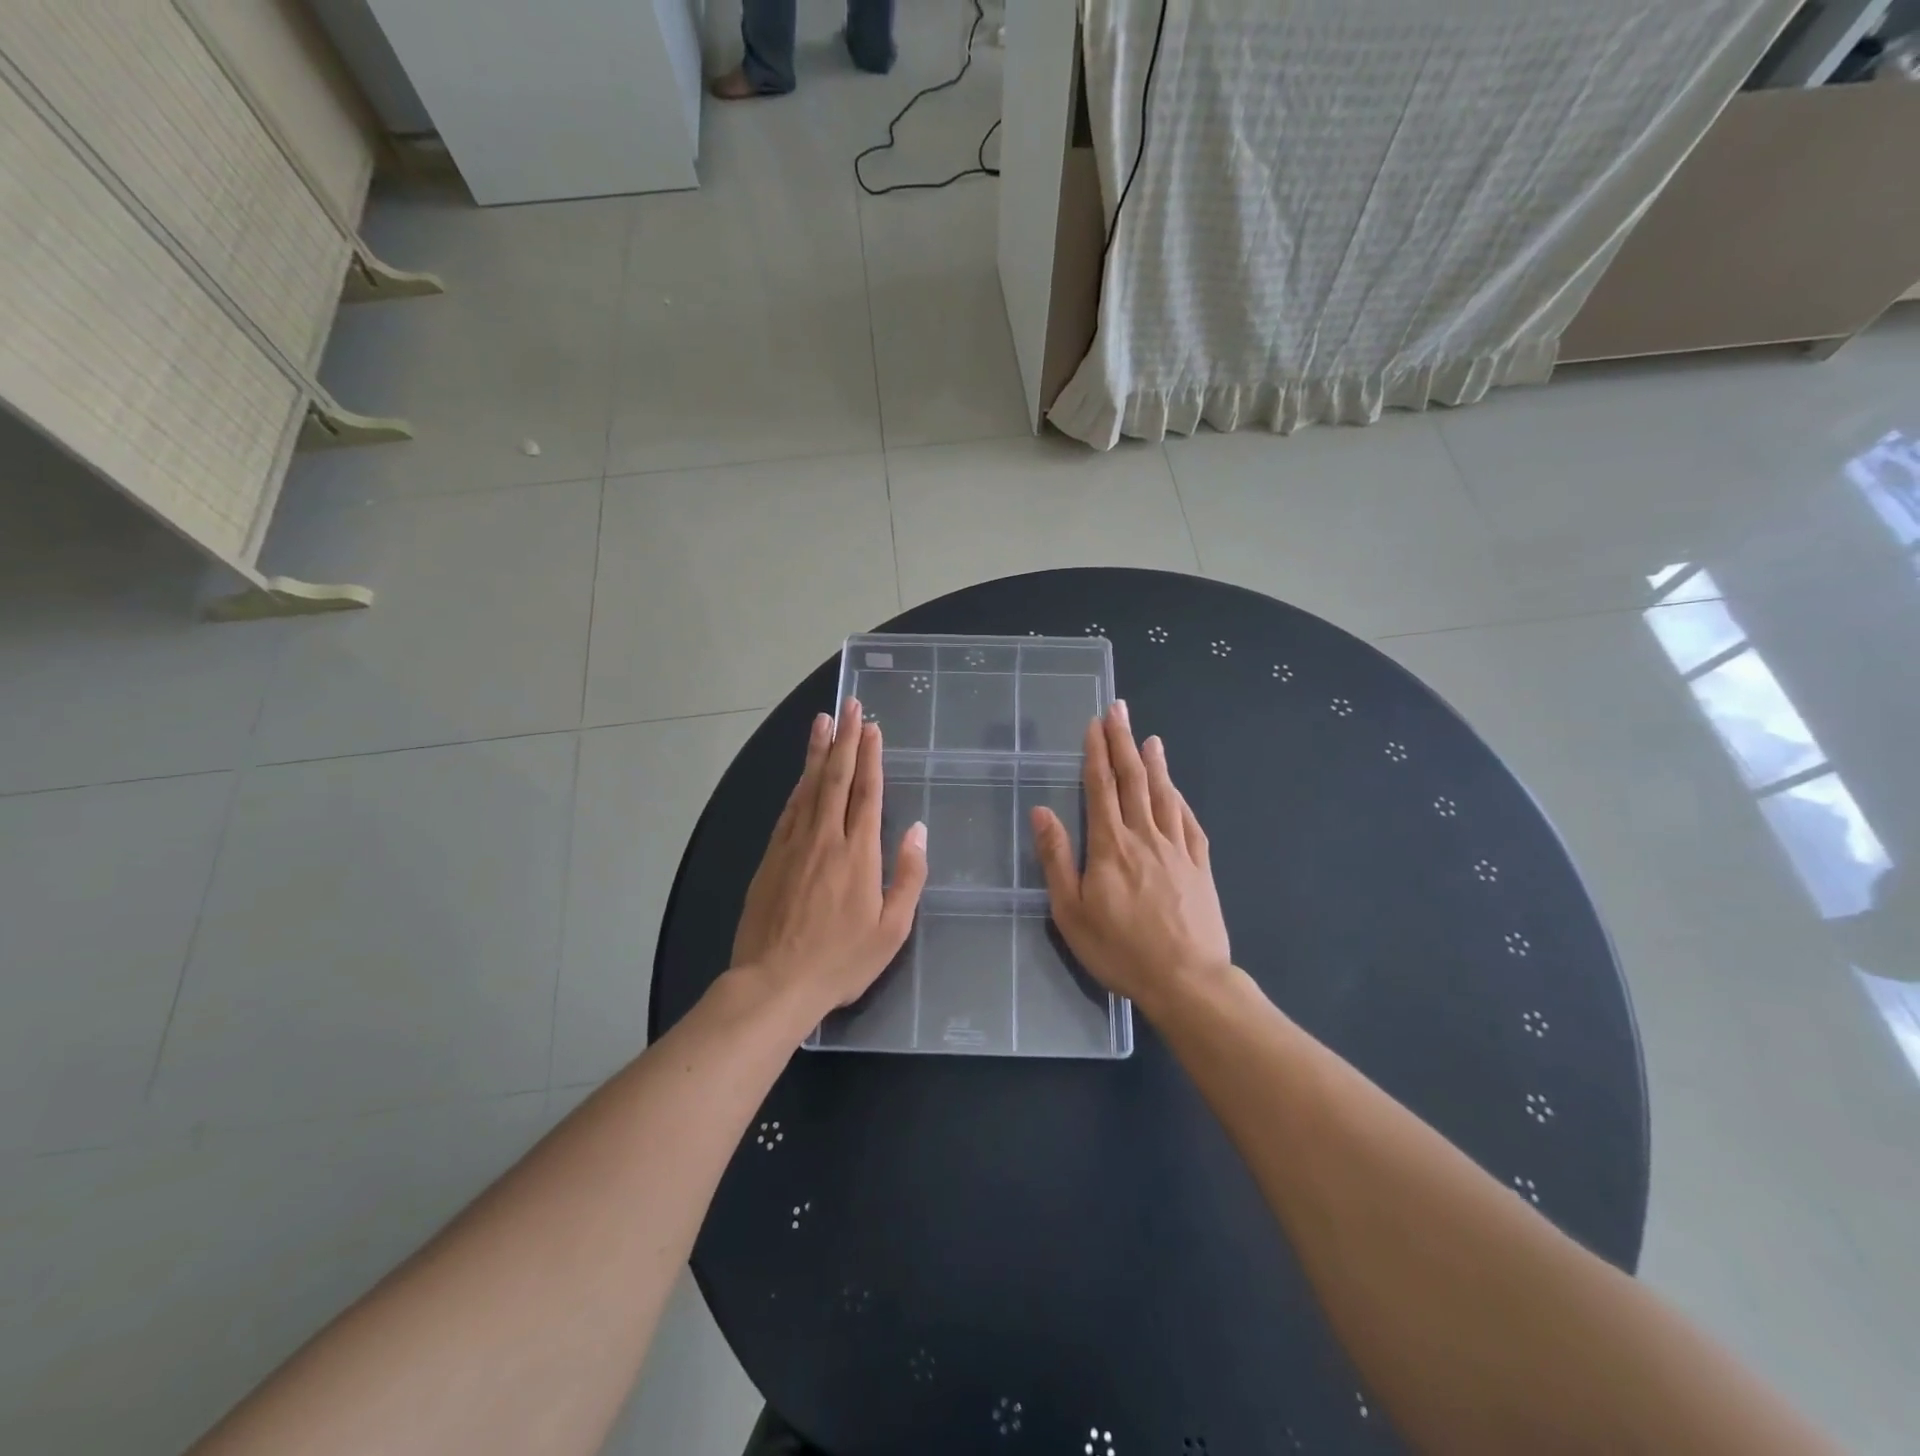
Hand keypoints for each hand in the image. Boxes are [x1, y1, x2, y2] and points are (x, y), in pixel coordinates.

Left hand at [732, 698, 928, 1019]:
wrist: (774, 983)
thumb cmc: (841, 961)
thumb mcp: (891, 929)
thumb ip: (907, 876)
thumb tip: (917, 831)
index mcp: (858, 853)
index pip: (867, 792)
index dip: (870, 756)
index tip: (872, 727)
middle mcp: (825, 838)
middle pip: (836, 778)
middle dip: (845, 738)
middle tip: (850, 705)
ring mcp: (793, 845)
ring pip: (808, 787)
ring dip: (818, 751)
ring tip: (823, 721)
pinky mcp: (771, 857)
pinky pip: (789, 809)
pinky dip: (798, 785)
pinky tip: (802, 773)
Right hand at [1029, 701, 1230, 1012]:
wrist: (1187, 980)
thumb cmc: (1120, 950)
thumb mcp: (1071, 912)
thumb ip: (1056, 859)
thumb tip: (1041, 811)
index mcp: (1110, 846)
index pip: (1100, 788)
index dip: (1096, 752)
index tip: (1094, 724)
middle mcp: (1145, 836)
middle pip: (1133, 780)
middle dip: (1124, 742)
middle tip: (1119, 709)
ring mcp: (1177, 849)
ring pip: (1163, 795)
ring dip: (1155, 763)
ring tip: (1149, 737)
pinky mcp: (1200, 866)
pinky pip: (1189, 822)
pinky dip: (1180, 798)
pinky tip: (1176, 789)